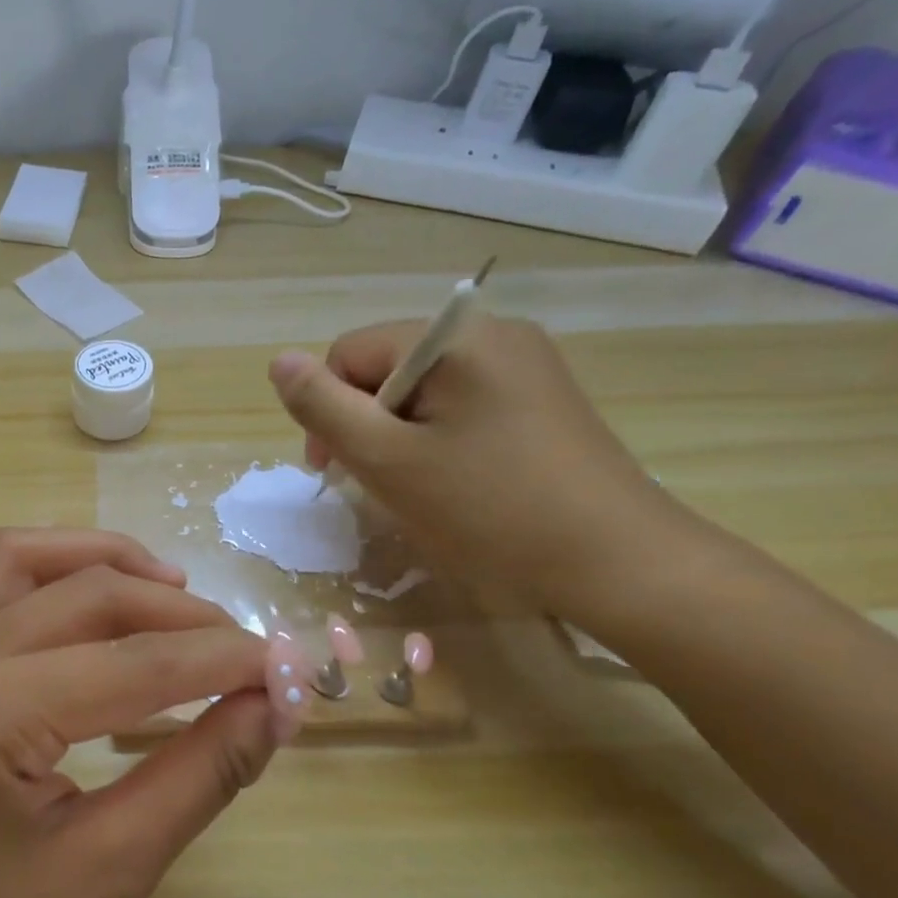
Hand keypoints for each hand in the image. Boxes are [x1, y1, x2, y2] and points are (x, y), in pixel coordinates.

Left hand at [0, 529, 312, 897]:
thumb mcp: (111, 870)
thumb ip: (200, 773)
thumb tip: (276, 705)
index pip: (135, 662)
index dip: (225, 660)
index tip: (294, 668)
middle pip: (83, 594)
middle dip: (177, 612)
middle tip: (244, 648)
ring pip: (15, 558)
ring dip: (96, 557)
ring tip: (167, 585)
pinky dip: (22, 564)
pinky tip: (66, 580)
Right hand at [268, 317, 678, 615]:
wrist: (619, 564)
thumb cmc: (490, 510)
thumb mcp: (388, 460)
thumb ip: (323, 407)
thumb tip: (279, 361)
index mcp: (456, 337)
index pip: (350, 353)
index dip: (327, 409)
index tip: (333, 470)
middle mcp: (494, 333)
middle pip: (386, 367)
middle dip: (365, 422)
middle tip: (374, 482)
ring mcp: (526, 365)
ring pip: (421, 390)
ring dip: (398, 435)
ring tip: (415, 487)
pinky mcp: (542, 398)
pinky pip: (461, 404)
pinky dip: (437, 439)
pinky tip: (454, 481)